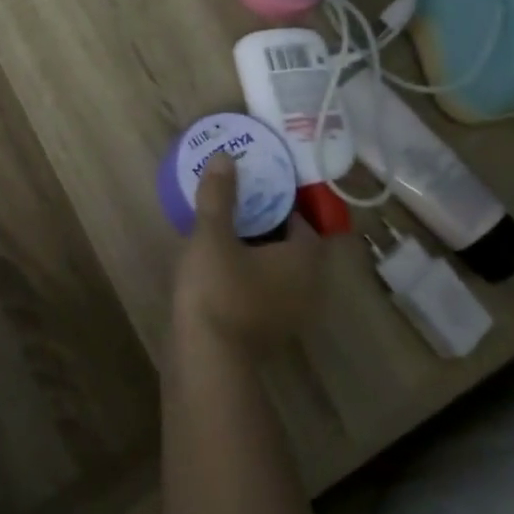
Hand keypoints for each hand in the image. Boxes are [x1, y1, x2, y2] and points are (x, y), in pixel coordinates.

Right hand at [172, 154, 323, 356]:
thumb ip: (220, 195)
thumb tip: (225, 156)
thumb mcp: (213, 235)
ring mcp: (290, 314)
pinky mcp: (268, 331)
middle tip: (237, 205)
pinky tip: (220, 268)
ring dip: (258, 253)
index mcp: (304, 259)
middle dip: (267, 225)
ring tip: (225, 233)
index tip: (255, 187)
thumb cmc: (217, 289)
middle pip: (293, 246)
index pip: (304, 221)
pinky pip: (265, 292)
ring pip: (278, 272)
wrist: (205, 357)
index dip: (281, 202)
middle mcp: (308, 286)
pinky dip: (250, 277)